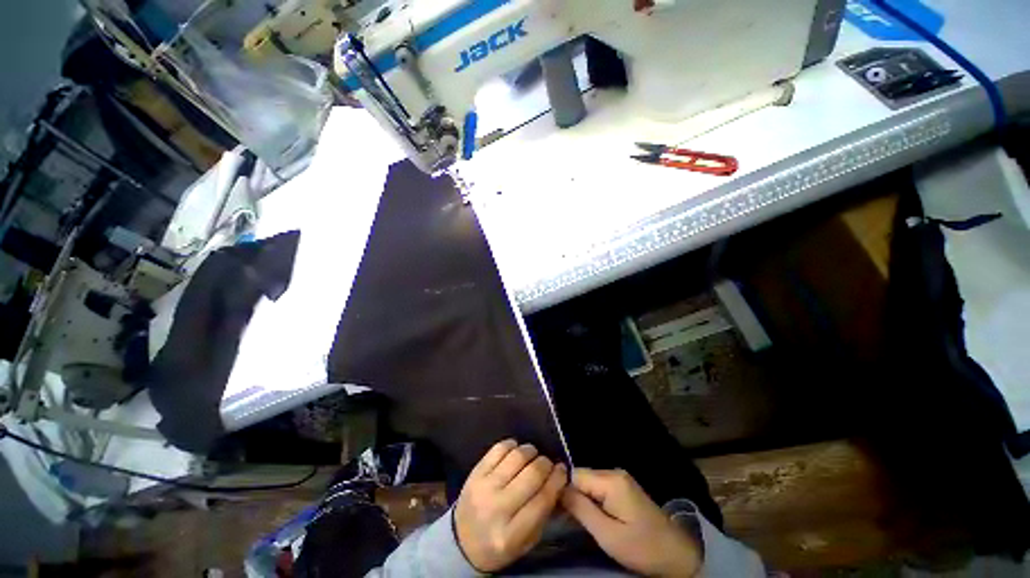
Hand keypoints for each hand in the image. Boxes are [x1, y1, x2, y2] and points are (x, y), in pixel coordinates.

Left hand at [454, 439, 567, 571]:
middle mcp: (496, 508)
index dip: (557, 480)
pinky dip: (513, 445)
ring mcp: (483, 487)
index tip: (563, 470)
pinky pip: (499, 448)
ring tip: (533, 456)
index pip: (542, 499)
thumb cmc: (499, 544)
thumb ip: (544, 513)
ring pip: (517, 457)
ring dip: (531, 451)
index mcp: (511, 534)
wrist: (462, 542)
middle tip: (548, 464)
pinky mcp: (475, 472)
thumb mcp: (526, 541)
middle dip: (546, 464)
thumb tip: (560, 481)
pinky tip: (516, 451)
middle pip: (531, 474)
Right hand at [561, 468, 700, 577]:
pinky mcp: (623, 487)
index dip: (565, 492)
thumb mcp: (608, 535)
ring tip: (582, 521)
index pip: (575, 475)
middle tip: (571, 522)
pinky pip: (598, 488)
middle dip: (574, 496)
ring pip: (589, 483)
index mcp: (611, 480)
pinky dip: (593, 501)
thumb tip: (558, 490)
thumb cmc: (642, 547)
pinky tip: (594, 517)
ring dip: (583, 500)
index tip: (559, 513)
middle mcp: (614, 472)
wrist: (677, 555)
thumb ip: (581, 509)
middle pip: (582, 477)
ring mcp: (620, 478)